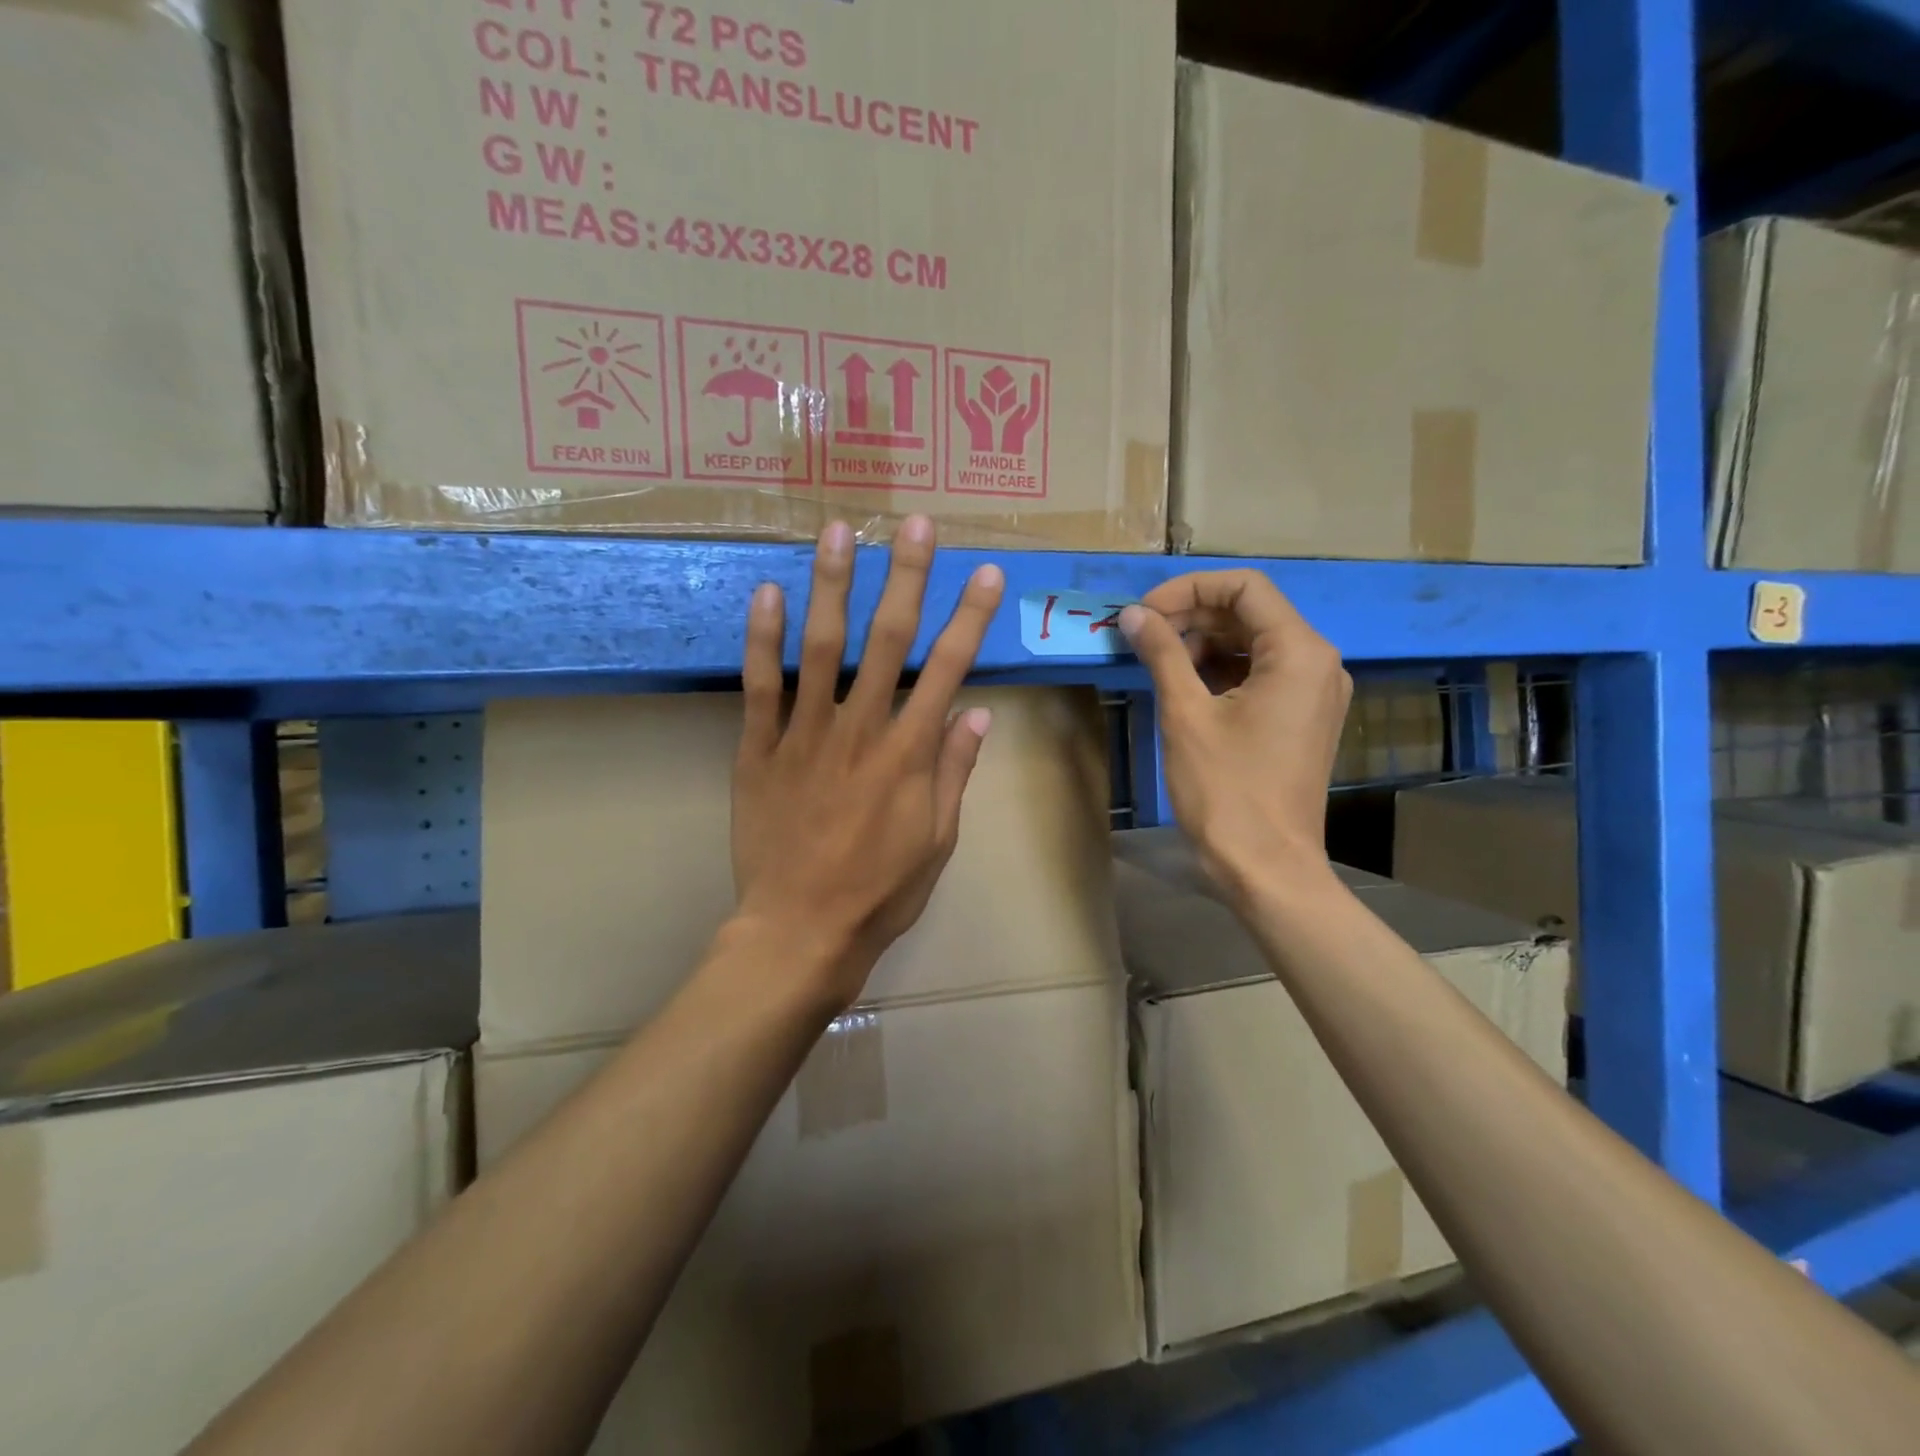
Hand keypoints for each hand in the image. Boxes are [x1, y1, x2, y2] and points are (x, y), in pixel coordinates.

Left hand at [731, 516, 1004, 1010]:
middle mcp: (861, 730)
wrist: (800, 931)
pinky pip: (760, 686)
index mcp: (910, 754)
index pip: (948, 669)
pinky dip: (762, 638)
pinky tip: (767, 591)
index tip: (985, 574)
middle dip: (906, 577)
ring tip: (839, 531)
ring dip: (833, 585)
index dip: (970, 618)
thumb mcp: (937, 841)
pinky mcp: (758, 749)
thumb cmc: (879, 893)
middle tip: (916, 524)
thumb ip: (954, 773)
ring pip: (821, 647)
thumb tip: (974, 713)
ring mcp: (804, 735)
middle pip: (888, 640)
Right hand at [1120, 571, 1350, 902]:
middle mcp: (1318, 663)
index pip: (1245, 587)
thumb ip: (1161, 653)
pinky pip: (1261, 674)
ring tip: (1156, 661)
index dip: (1189, 589)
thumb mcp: (1185, 714)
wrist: (1266, 866)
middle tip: (1142, 636)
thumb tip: (1133, 615)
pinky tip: (1184, 686)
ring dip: (1204, 643)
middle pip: (1251, 612)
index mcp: (1299, 652)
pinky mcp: (1303, 718)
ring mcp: (1315, 692)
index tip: (1144, 613)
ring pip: (1254, 643)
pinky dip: (1221, 670)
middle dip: (1193, 616)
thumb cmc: (1225, 789)